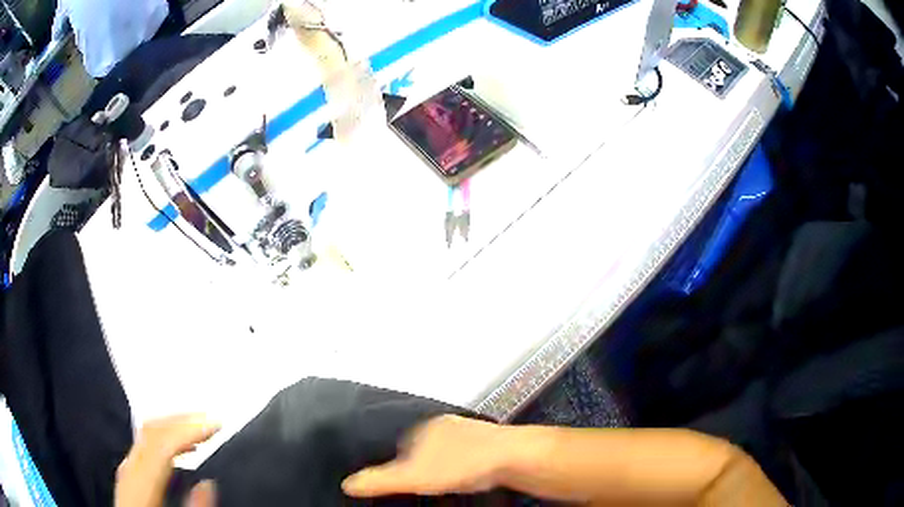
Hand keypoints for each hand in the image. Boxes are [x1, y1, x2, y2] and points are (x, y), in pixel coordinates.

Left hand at [115, 415, 220, 506]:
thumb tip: (208, 483)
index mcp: (139, 482)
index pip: (161, 442)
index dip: (189, 428)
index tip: (214, 423)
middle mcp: (129, 469)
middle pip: (151, 430)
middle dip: (182, 420)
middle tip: (210, 419)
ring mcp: (126, 469)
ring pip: (146, 433)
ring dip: (174, 425)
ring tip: (199, 428)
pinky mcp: (129, 474)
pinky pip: (145, 444)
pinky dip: (165, 438)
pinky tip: (180, 447)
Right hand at [342, 415, 508, 497]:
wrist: (509, 457)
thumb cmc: (457, 464)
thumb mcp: (412, 477)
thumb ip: (379, 480)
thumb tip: (346, 484)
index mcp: (425, 426)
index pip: (401, 440)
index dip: (398, 459)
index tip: (402, 477)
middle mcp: (446, 423)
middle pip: (424, 443)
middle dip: (420, 459)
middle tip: (422, 481)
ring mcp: (470, 429)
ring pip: (447, 447)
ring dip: (442, 461)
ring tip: (443, 480)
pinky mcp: (489, 440)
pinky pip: (466, 451)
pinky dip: (461, 462)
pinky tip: (465, 474)